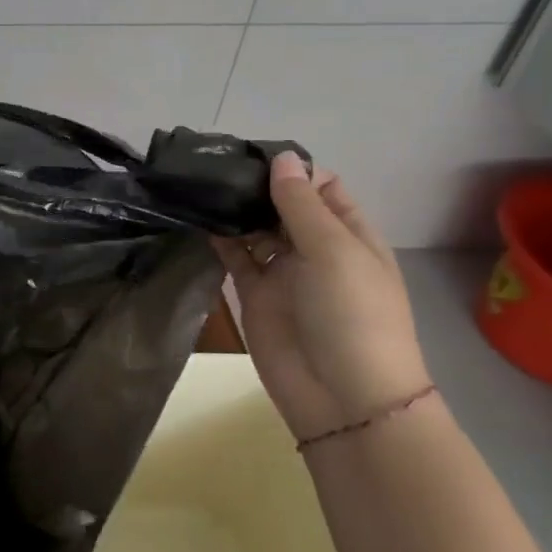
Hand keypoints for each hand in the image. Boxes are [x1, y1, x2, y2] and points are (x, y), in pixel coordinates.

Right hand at [214, 152, 426, 443]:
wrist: (342, 397)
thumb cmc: (352, 315)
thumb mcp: (334, 251)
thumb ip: (301, 205)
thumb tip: (282, 158)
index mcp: (350, 235)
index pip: (322, 189)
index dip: (293, 170)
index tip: (252, 153)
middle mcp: (316, 249)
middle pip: (285, 207)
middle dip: (257, 186)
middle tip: (215, 164)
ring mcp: (284, 273)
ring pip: (257, 230)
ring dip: (236, 210)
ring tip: (201, 184)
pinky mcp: (255, 295)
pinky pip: (236, 258)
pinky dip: (220, 239)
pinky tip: (199, 217)